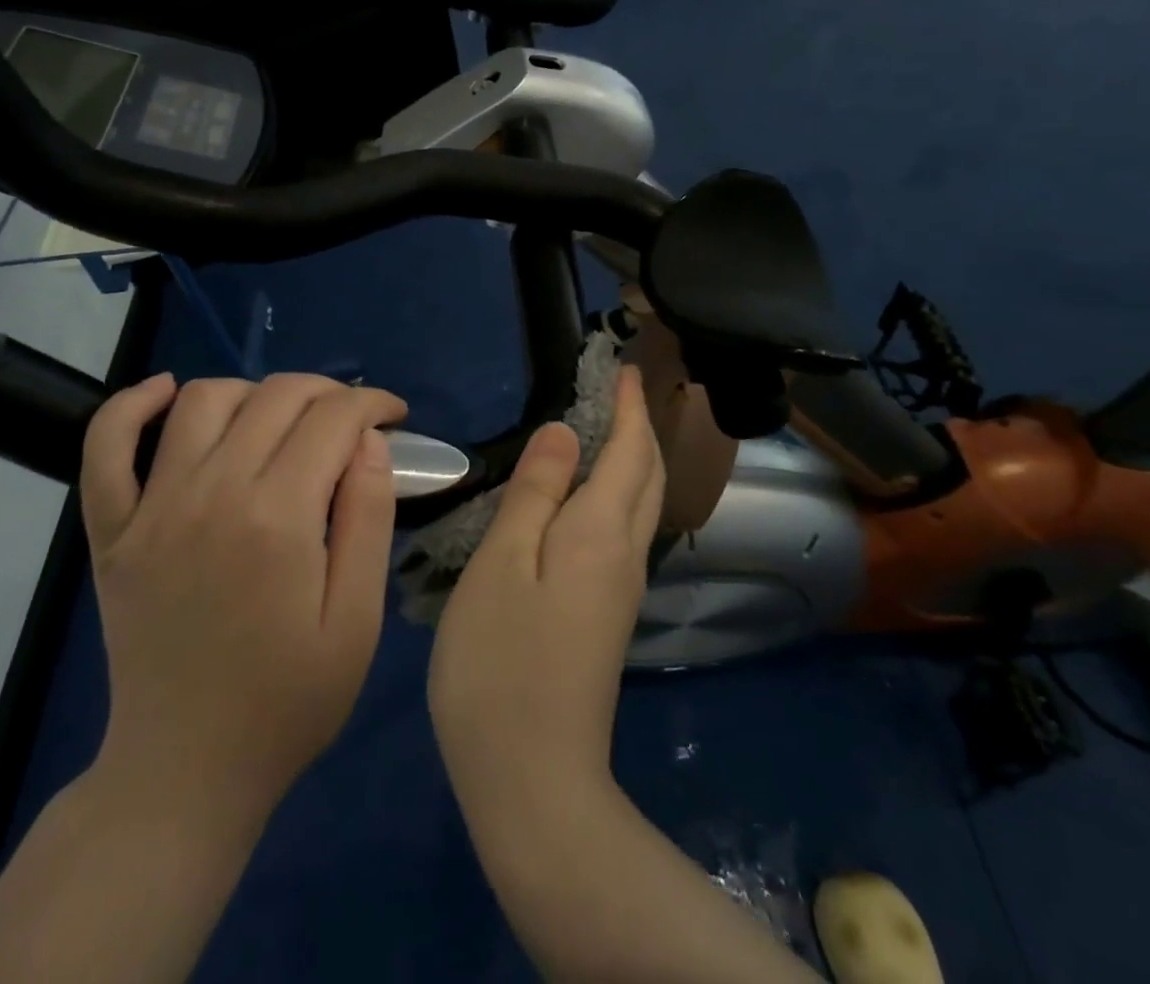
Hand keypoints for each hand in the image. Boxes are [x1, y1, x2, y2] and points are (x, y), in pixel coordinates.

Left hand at [79, 372, 408, 816]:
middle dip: (328, 391)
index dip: (373, 403)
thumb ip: (369, 519)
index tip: (393, 416)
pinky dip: (131, 406)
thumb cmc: (287, 702)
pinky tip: (166, 394)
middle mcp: (212, 493)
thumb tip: (370, 440)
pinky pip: (106, 445)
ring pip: (204, 400)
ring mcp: (152, 508)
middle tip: (350, 421)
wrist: (185, 770)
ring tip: (281, 421)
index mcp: (278, 518)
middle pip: (276, 395)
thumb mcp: (357, 622)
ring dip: (254, 392)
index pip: (334, 417)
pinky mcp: (113, 529)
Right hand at [428, 366, 663, 802]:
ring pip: (639, 506)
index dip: (629, 407)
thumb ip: (536, 493)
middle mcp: (624, 555)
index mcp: (601, 532)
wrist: (532, 781)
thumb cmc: (502, 662)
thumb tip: (565, 432)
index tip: (624, 368)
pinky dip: (616, 495)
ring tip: (605, 430)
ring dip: (633, 460)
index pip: (630, 451)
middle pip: (647, 477)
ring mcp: (619, 591)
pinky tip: (586, 500)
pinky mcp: (606, 617)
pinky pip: (622, 533)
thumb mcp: (503, 563)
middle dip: (641, 428)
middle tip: (620, 391)